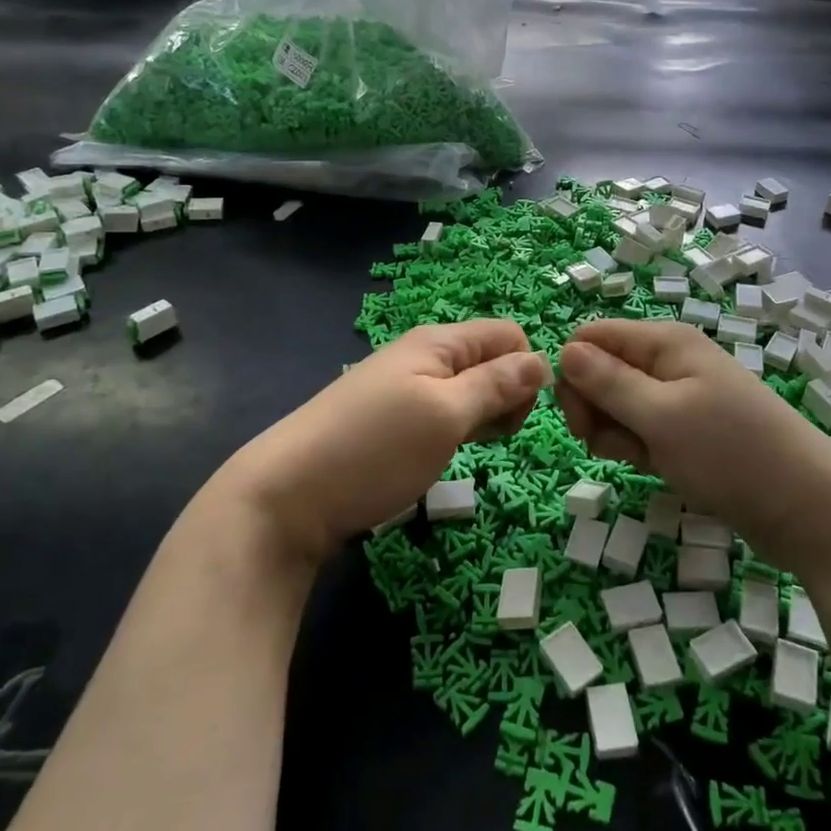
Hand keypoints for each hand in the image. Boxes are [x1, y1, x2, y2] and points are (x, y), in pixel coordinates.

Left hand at [210, 321, 551, 564]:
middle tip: (494, 438)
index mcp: (439, 342)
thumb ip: (496, 385)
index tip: (518, 416)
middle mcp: (423, 355)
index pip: (508, 334)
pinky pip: (443, 411)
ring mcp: (404, 388)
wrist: (288, 495)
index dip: (526, 370)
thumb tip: (542, 360)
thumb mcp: (446, 414)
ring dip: (483, 416)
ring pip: (468, 390)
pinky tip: (443, 454)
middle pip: (491, 360)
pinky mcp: (391, 420)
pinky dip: (457, 430)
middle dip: (508, 395)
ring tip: (468, 450)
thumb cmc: (376, 449)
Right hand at [556, 320, 830, 572]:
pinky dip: (638, 450)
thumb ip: (608, 383)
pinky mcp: (686, 431)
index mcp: (664, 342)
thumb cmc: (731, 454)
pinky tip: (656, 468)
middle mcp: (669, 362)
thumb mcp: (661, 416)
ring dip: (616, 435)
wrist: (806, 509)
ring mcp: (679, 398)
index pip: (592, 337)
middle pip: (601, 372)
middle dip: (594, 409)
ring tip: (644, 459)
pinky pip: (642, 431)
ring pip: (618, 406)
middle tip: (610, 444)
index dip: (575, 374)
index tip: (580, 417)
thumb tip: (564, 349)